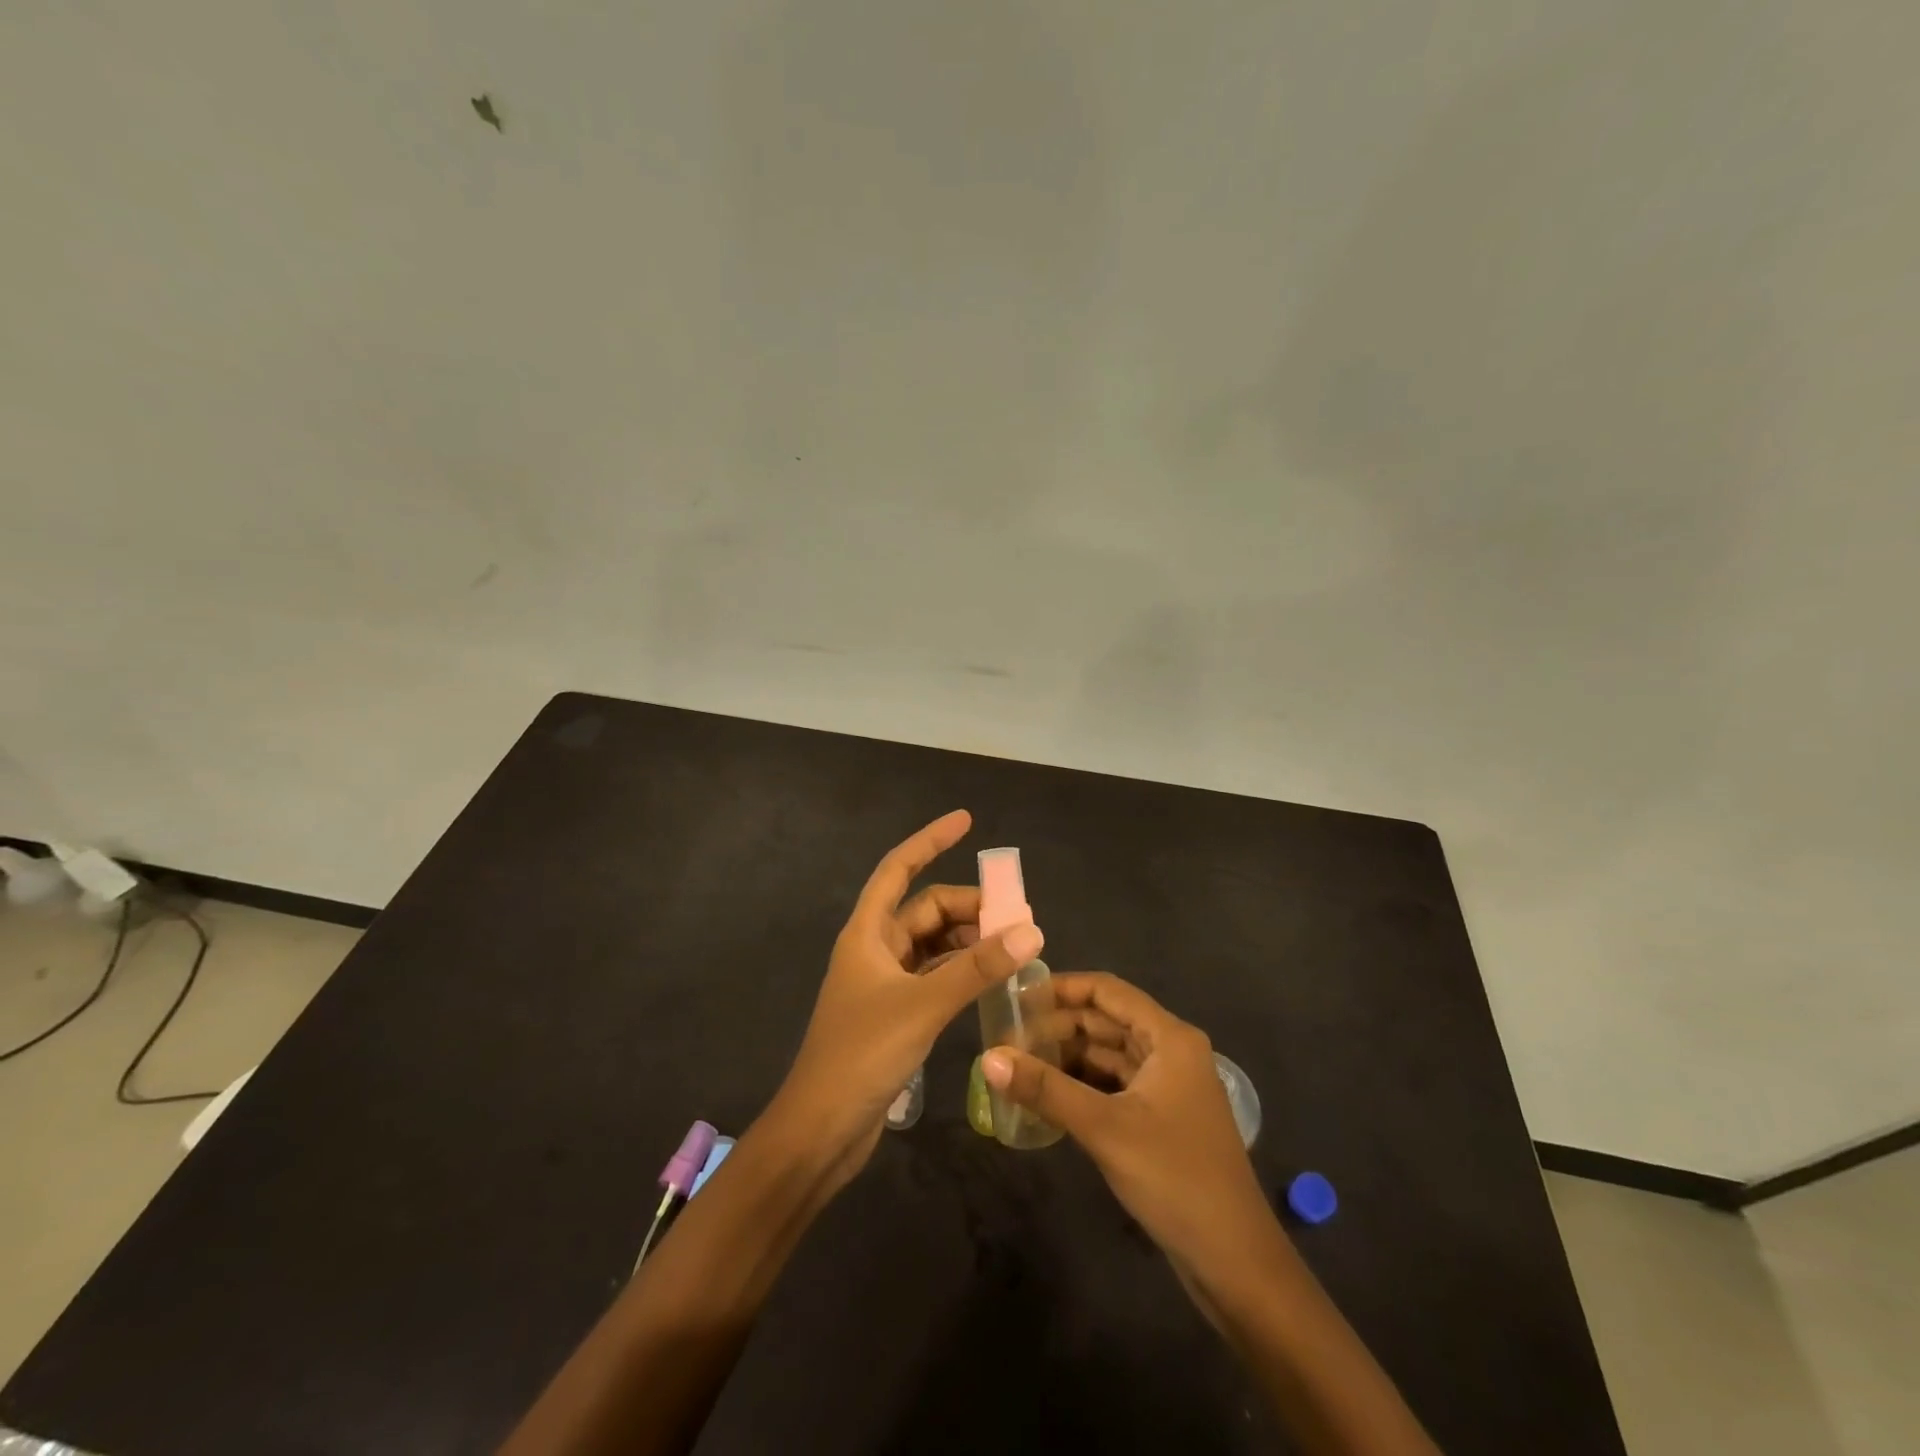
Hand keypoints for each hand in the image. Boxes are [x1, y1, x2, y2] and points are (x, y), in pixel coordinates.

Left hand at [768, 810, 1042, 1189]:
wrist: (822, 1129)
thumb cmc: (862, 1055)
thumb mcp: (923, 1005)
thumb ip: (977, 967)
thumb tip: (1030, 930)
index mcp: (867, 932)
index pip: (899, 868)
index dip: (930, 840)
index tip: (966, 821)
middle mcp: (874, 948)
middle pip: (925, 908)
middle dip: (969, 906)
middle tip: (1018, 917)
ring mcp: (884, 981)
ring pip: (932, 943)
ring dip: (969, 940)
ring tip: (1012, 946)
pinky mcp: (895, 1012)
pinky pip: (934, 974)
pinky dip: (961, 970)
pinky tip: (990, 978)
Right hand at [981, 973, 1270, 1274]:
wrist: (1235, 1263)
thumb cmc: (1176, 1179)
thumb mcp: (1105, 1128)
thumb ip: (1046, 1089)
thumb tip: (989, 1058)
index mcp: (1169, 1038)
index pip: (1107, 991)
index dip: (1062, 988)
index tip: (1016, 996)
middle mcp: (1170, 1051)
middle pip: (1105, 1021)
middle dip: (1057, 1026)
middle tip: (1006, 1038)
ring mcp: (1166, 1086)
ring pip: (1107, 1055)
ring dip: (1066, 1058)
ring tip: (1017, 1064)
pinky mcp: (1159, 1118)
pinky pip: (1112, 1086)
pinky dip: (1080, 1086)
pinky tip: (1045, 1097)